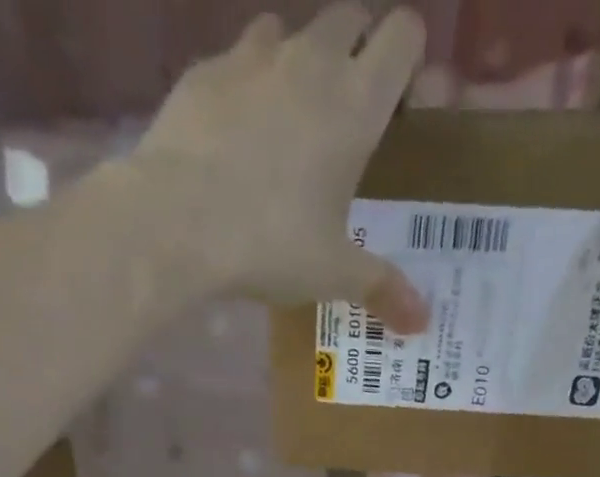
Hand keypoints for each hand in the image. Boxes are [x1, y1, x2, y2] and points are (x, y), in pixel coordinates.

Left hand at [131, 5, 430, 334]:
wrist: (176, 223)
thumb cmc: (270, 245)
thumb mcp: (333, 274)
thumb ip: (382, 288)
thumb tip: (423, 323)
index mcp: (355, 103)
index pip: (404, 35)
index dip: (409, 60)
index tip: (400, 105)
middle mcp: (311, 61)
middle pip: (351, 16)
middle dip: (358, 50)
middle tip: (348, 114)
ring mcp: (253, 58)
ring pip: (292, 29)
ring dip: (300, 59)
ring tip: (290, 119)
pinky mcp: (205, 71)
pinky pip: (238, 59)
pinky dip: (247, 83)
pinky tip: (237, 132)